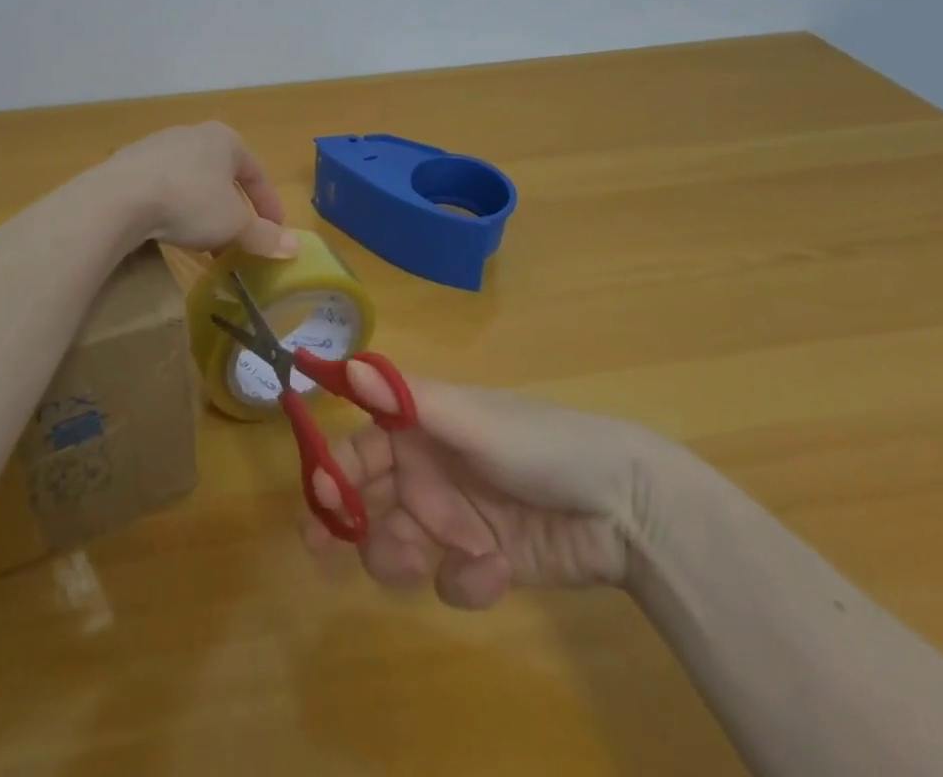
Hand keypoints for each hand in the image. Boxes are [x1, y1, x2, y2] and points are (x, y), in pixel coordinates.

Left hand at [104, 122, 298, 258]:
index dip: (269, 205)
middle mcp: (193, 134)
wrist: (119, 197)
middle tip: (239, 241)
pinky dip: (174, 209)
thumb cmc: (190, 201)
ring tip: (205, 243)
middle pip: (223, 176)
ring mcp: (158, 145)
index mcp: (225, 139)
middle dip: (233, 211)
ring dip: (203, 212)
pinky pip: (163, 187)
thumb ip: (264, 236)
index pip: (256, 173)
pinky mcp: (130, 164)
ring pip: (192, 182)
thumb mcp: (234, 224)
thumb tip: (294, 247)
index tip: (275, 232)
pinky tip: (170, 232)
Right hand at [304, 376, 672, 606]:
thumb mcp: (473, 420)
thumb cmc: (541, 445)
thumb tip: (346, 363)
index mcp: (422, 428)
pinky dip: (464, 580)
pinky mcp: (482, 564)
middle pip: (369, 498)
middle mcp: (429, 471)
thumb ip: (408, 400)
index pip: (361, 443)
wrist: (625, 509)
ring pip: (397, 543)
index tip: (317, 497)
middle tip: (325, 550)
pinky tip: (495, 570)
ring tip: (421, 564)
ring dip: (399, 557)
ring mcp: (455, 519)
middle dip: (349, 523)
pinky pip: (449, 578)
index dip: (334, 466)